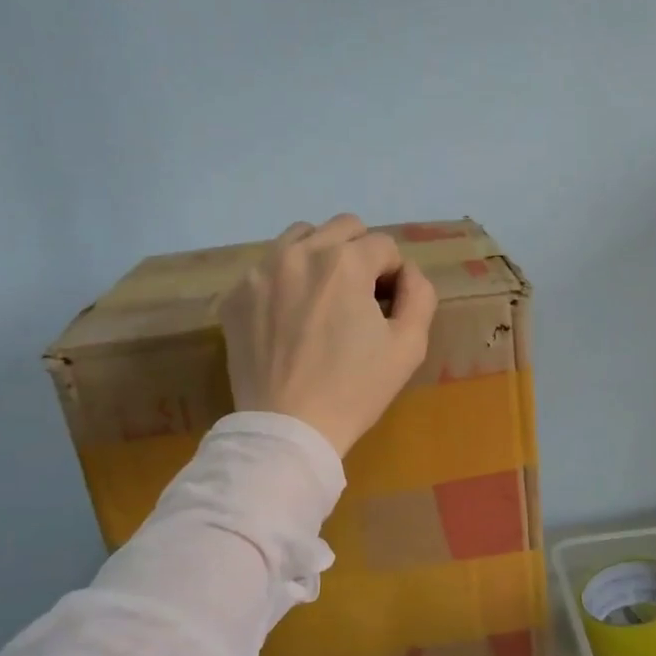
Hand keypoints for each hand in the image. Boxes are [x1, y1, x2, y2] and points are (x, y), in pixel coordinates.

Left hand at [219, 214, 438, 457]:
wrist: (288, 428)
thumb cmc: (354, 390)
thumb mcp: (409, 346)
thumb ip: (420, 294)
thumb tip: (407, 273)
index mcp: (345, 262)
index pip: (384, 246)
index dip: (394, 276)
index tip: (387, 308)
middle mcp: (300, 253)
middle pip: (343, 227)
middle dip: (360, 254)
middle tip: (358, 297)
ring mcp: (260, 272)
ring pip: (300, 237)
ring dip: (320, 257)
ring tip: (322, 299)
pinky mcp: (235, 295)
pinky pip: (267, 268)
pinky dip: (285, 282)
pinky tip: (289, 320)